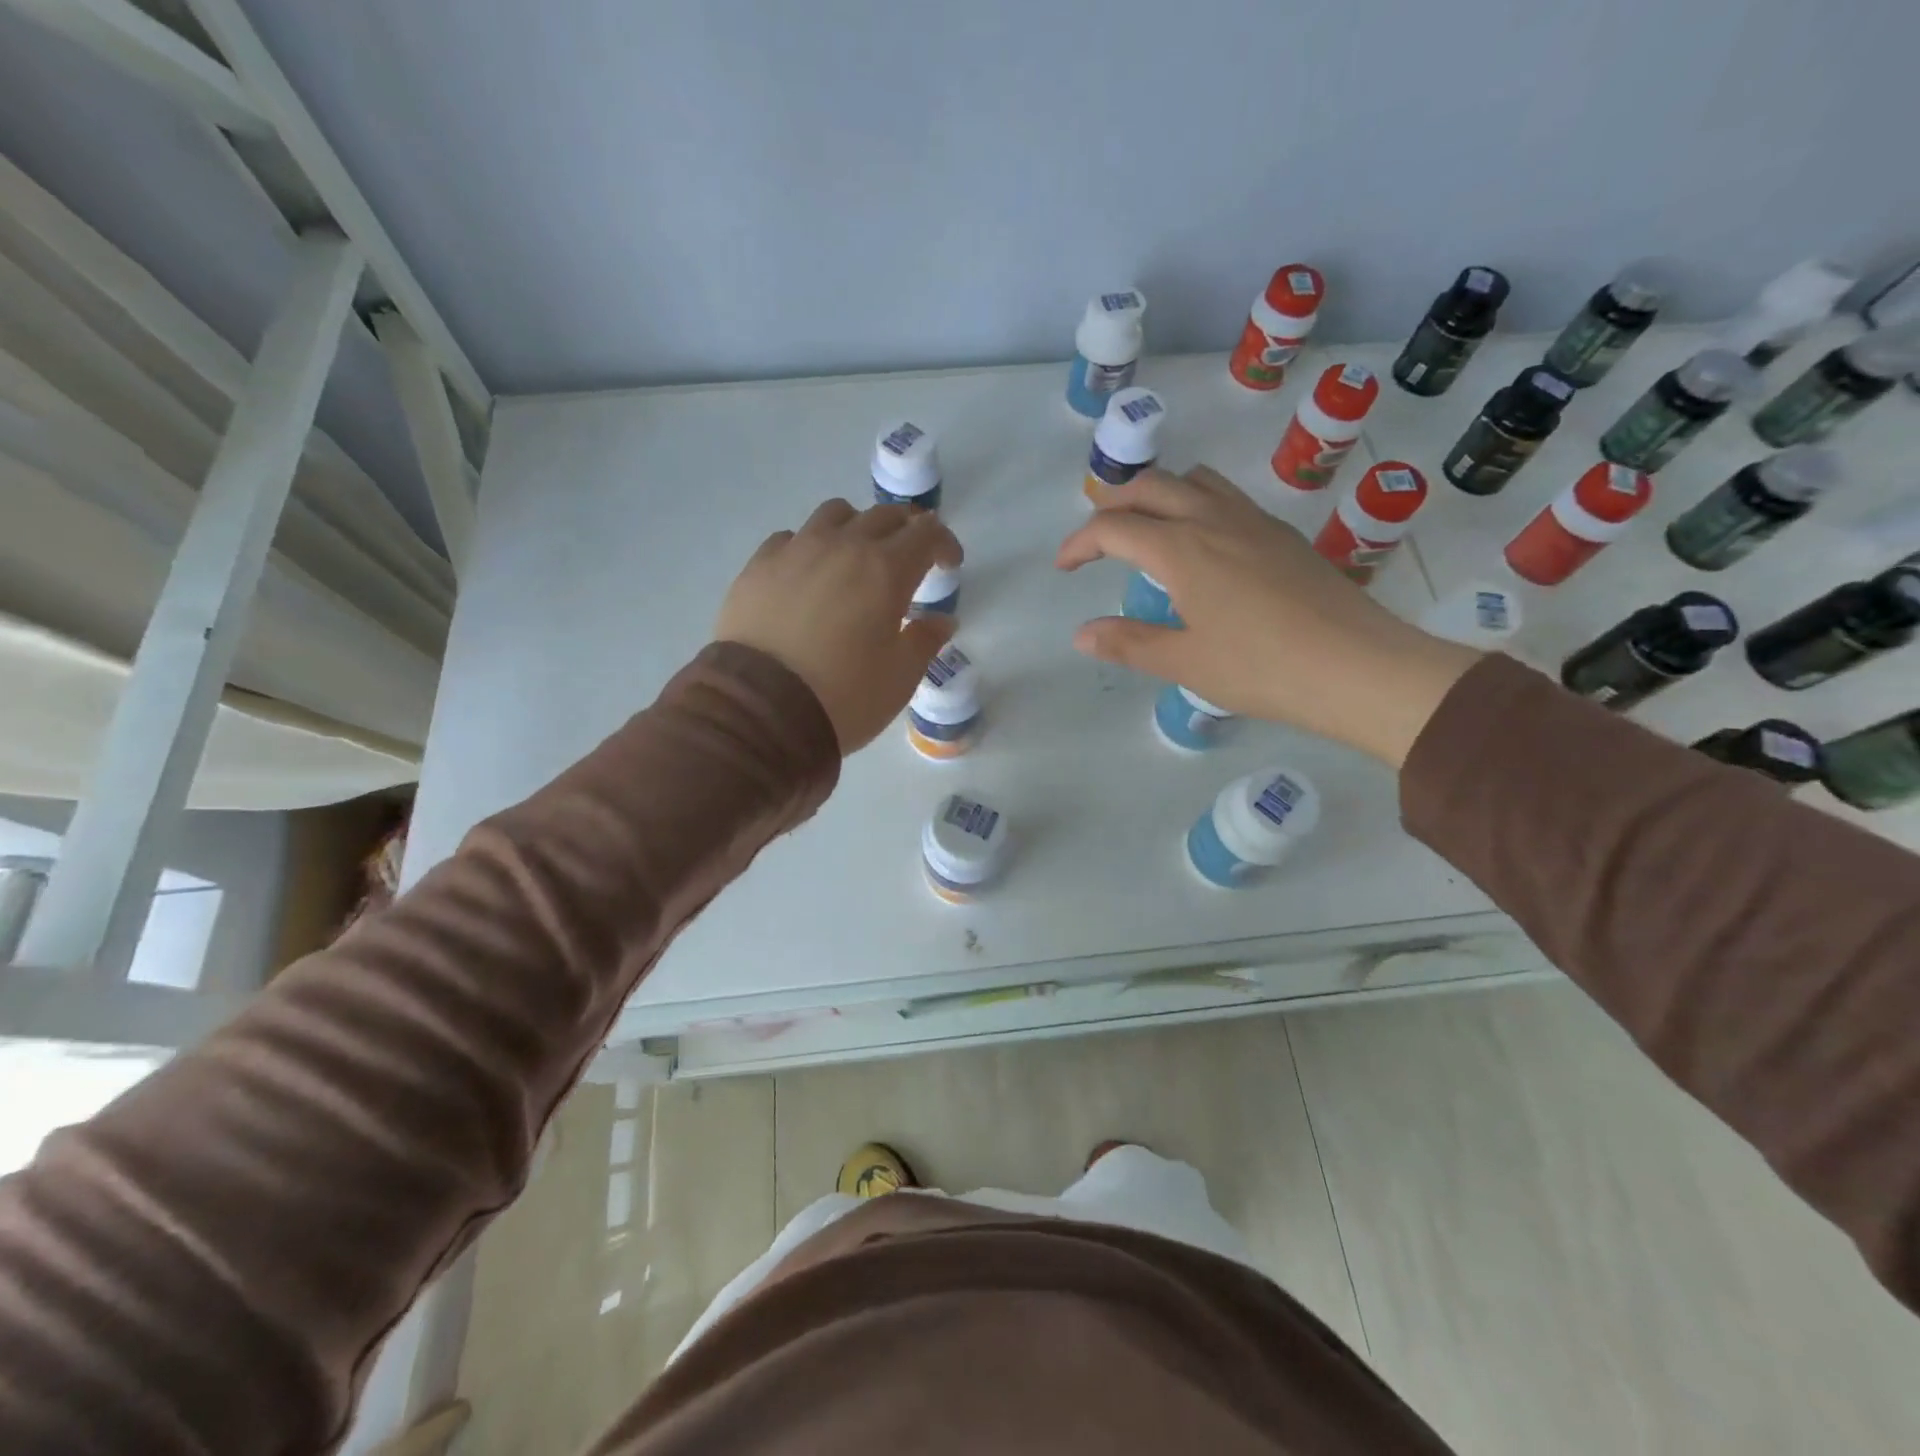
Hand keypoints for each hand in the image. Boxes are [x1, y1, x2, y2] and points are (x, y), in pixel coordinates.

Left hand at [716, 500, 961, 753]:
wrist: (762, 710)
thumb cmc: (846, 696)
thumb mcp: (901, 677)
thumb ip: (925, 640)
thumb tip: (940, 621)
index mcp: (886, 570)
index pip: (927, 533)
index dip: (944, 544)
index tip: (948, 565)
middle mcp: (843, 546)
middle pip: (884, 515)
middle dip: (906, 530)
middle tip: (910, 557)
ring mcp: (796, 551)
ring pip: (834, 514)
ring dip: (857, 527)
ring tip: (857, 556)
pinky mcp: (758, 566)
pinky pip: (791, 537)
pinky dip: (810, 546)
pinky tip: (809, 574)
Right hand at [1058, 467, 1478, 765]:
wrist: (1357, 666)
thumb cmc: (1261, 667)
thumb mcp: (1184, 662)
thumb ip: (1128, 643)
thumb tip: (1082, 634)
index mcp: (1182, 548)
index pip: (1114, 527)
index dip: (1079, 543)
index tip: (1064, 568)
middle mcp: (1214, 519)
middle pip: (1151, 486)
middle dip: (1114, 506)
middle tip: (1098, 542)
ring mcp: (1254, 521)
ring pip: (1194, 481)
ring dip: (1160, 495)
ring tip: (1149, 533)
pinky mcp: (1282, 534)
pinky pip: (1226, 498)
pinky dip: (1196, 507)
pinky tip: (1204, 550)